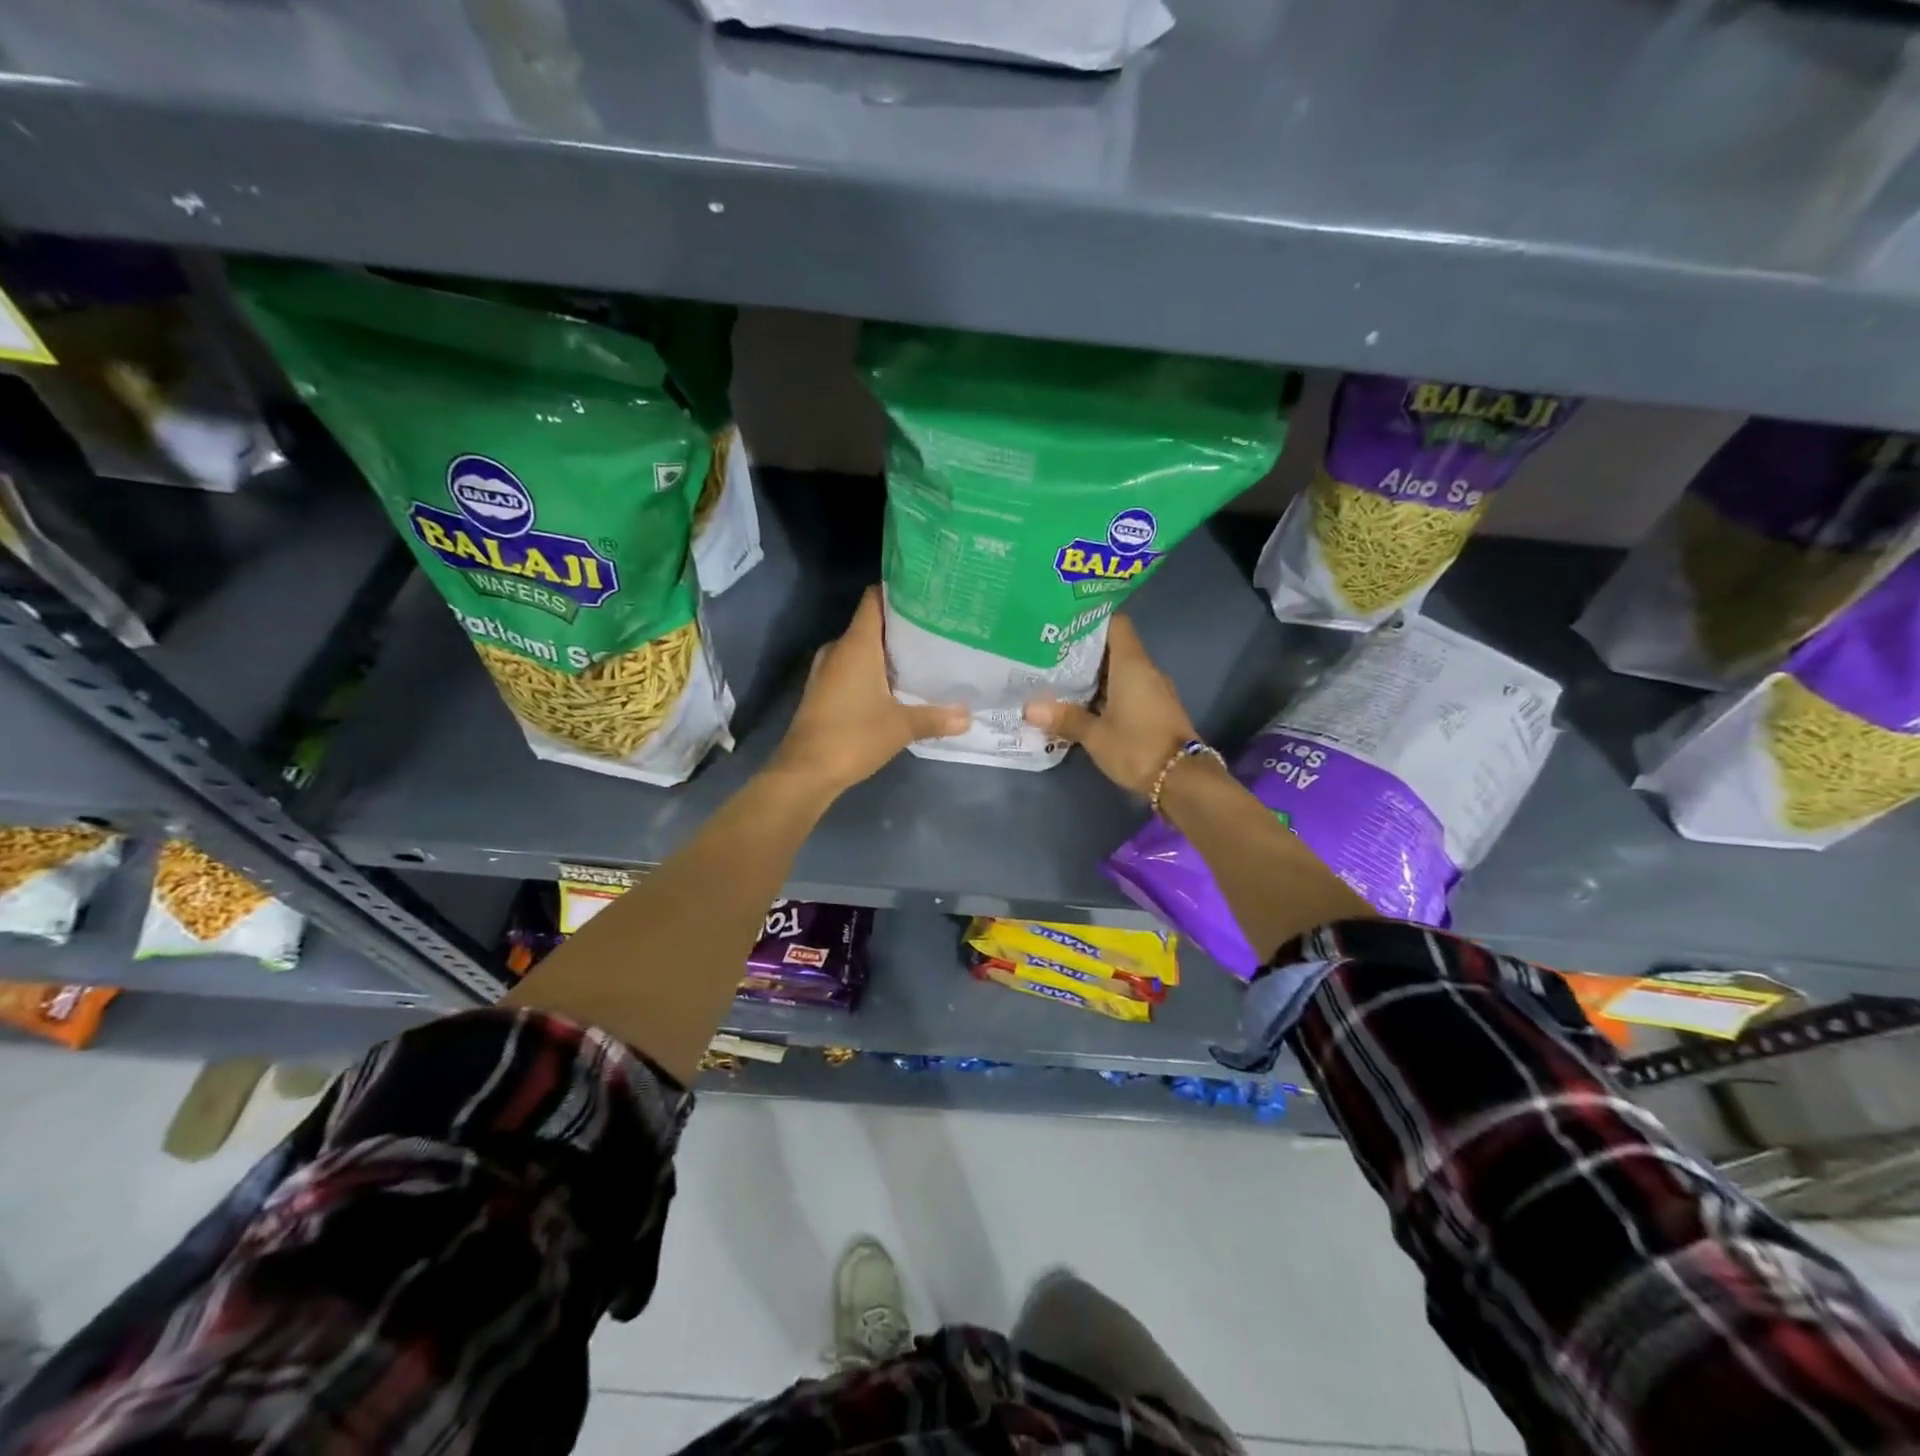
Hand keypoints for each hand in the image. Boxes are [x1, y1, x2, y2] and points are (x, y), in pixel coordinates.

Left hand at [773, 587, 967, 793]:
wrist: (805, 772)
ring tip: (923, 656)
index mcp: (856, 644)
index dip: (898, 591)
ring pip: (862, 649)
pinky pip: (852, 668)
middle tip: (937, 629)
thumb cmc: (853, 736)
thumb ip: (936, 717)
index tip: (927, 594)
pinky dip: (873, 671)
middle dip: (902, 625)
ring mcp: (827, 671)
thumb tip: (968, 716)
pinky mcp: (823, 691)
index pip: (874, 599)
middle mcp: (839, 649)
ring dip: (887, 652)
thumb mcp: (902, 726)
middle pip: (872, 623)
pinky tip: (897, 685)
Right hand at [1024, 616, 1196, 797]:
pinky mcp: (1154, 708)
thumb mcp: (1095, 735)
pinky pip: (1126, 688)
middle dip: (1083, 650)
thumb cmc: (1137, 747)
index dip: (1091, 619)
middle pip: (1113, 647)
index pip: (1115, 624)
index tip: (1063, 623)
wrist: (1182, 779)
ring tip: (1057, 676)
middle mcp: (1145, 670)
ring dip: (1092, 674)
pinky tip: (1081, 701)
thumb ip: (1065, 717)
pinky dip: (1105, 691)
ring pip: (1119, 670)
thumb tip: (1030, 708)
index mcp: (1131, 664)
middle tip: (1049, 652)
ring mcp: (1152, 689)